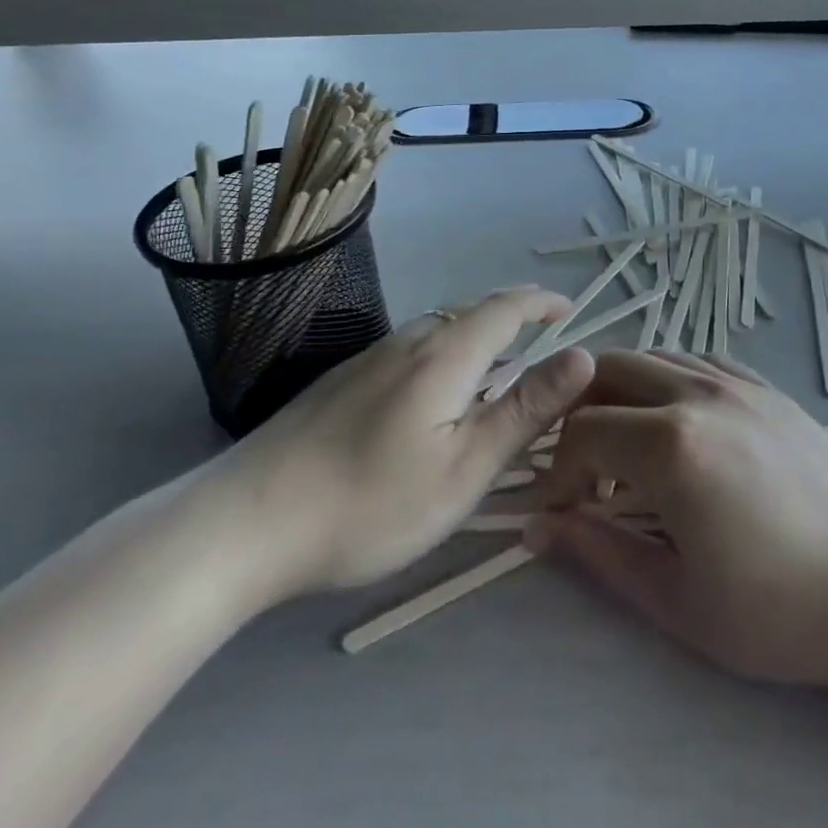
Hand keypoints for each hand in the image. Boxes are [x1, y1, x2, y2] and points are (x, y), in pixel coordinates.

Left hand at [194, 287, 592, 608]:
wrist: (242, 524)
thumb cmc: (370, 503)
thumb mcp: (465, 468)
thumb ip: (526, 409)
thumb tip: (584, 355)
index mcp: (446, 354)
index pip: (506, 307)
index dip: (542, 302)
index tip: (571, 310)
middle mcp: (408, 341)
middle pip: (471, 314)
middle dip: (513, 321)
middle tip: (541, 349)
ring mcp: (368, 359)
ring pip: (438, 334)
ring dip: (476, 342)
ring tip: (494, 377)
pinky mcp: (341, 382)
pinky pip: (410, 353)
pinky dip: (443, 359)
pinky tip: (431, 402)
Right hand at [528, 352, 827, 716]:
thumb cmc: (778, 610)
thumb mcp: (675, 599)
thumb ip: (597, 551)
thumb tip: (538, 526)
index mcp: (670, 444)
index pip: (581, 432)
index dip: (557, 472)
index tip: (559, 513)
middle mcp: (697, 393)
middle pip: (607, 370)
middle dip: (579, 414)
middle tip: (585, 470)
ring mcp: (736, 381)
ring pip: (652, 357)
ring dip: (622, 394)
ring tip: (629, 451)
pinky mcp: (766, 386)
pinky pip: (697, 361)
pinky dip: (667, 382)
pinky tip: (678, 427)